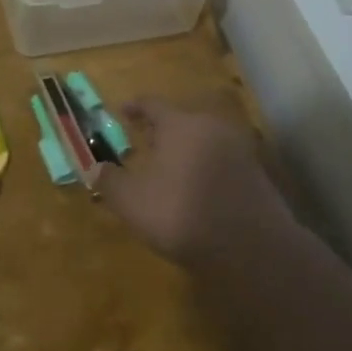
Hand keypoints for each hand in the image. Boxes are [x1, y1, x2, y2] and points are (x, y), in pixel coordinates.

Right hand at [96, 97, 298, 266]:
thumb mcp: (132, 201)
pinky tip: (197, 187)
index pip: (152, 104)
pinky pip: (222, 159)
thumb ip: (110, 181)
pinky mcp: (256, 173)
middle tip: (145, 141)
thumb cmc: (181, 213)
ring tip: (170, 165)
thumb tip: (95, 168)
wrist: (251, 246)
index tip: (122, 111)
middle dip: (161, 129)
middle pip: (182, 119)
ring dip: (185, 147)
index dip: (135, 107)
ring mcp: (238, 149)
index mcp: (179, 125)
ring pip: (204, 139)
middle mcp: (211, 127)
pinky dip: (205, 165)